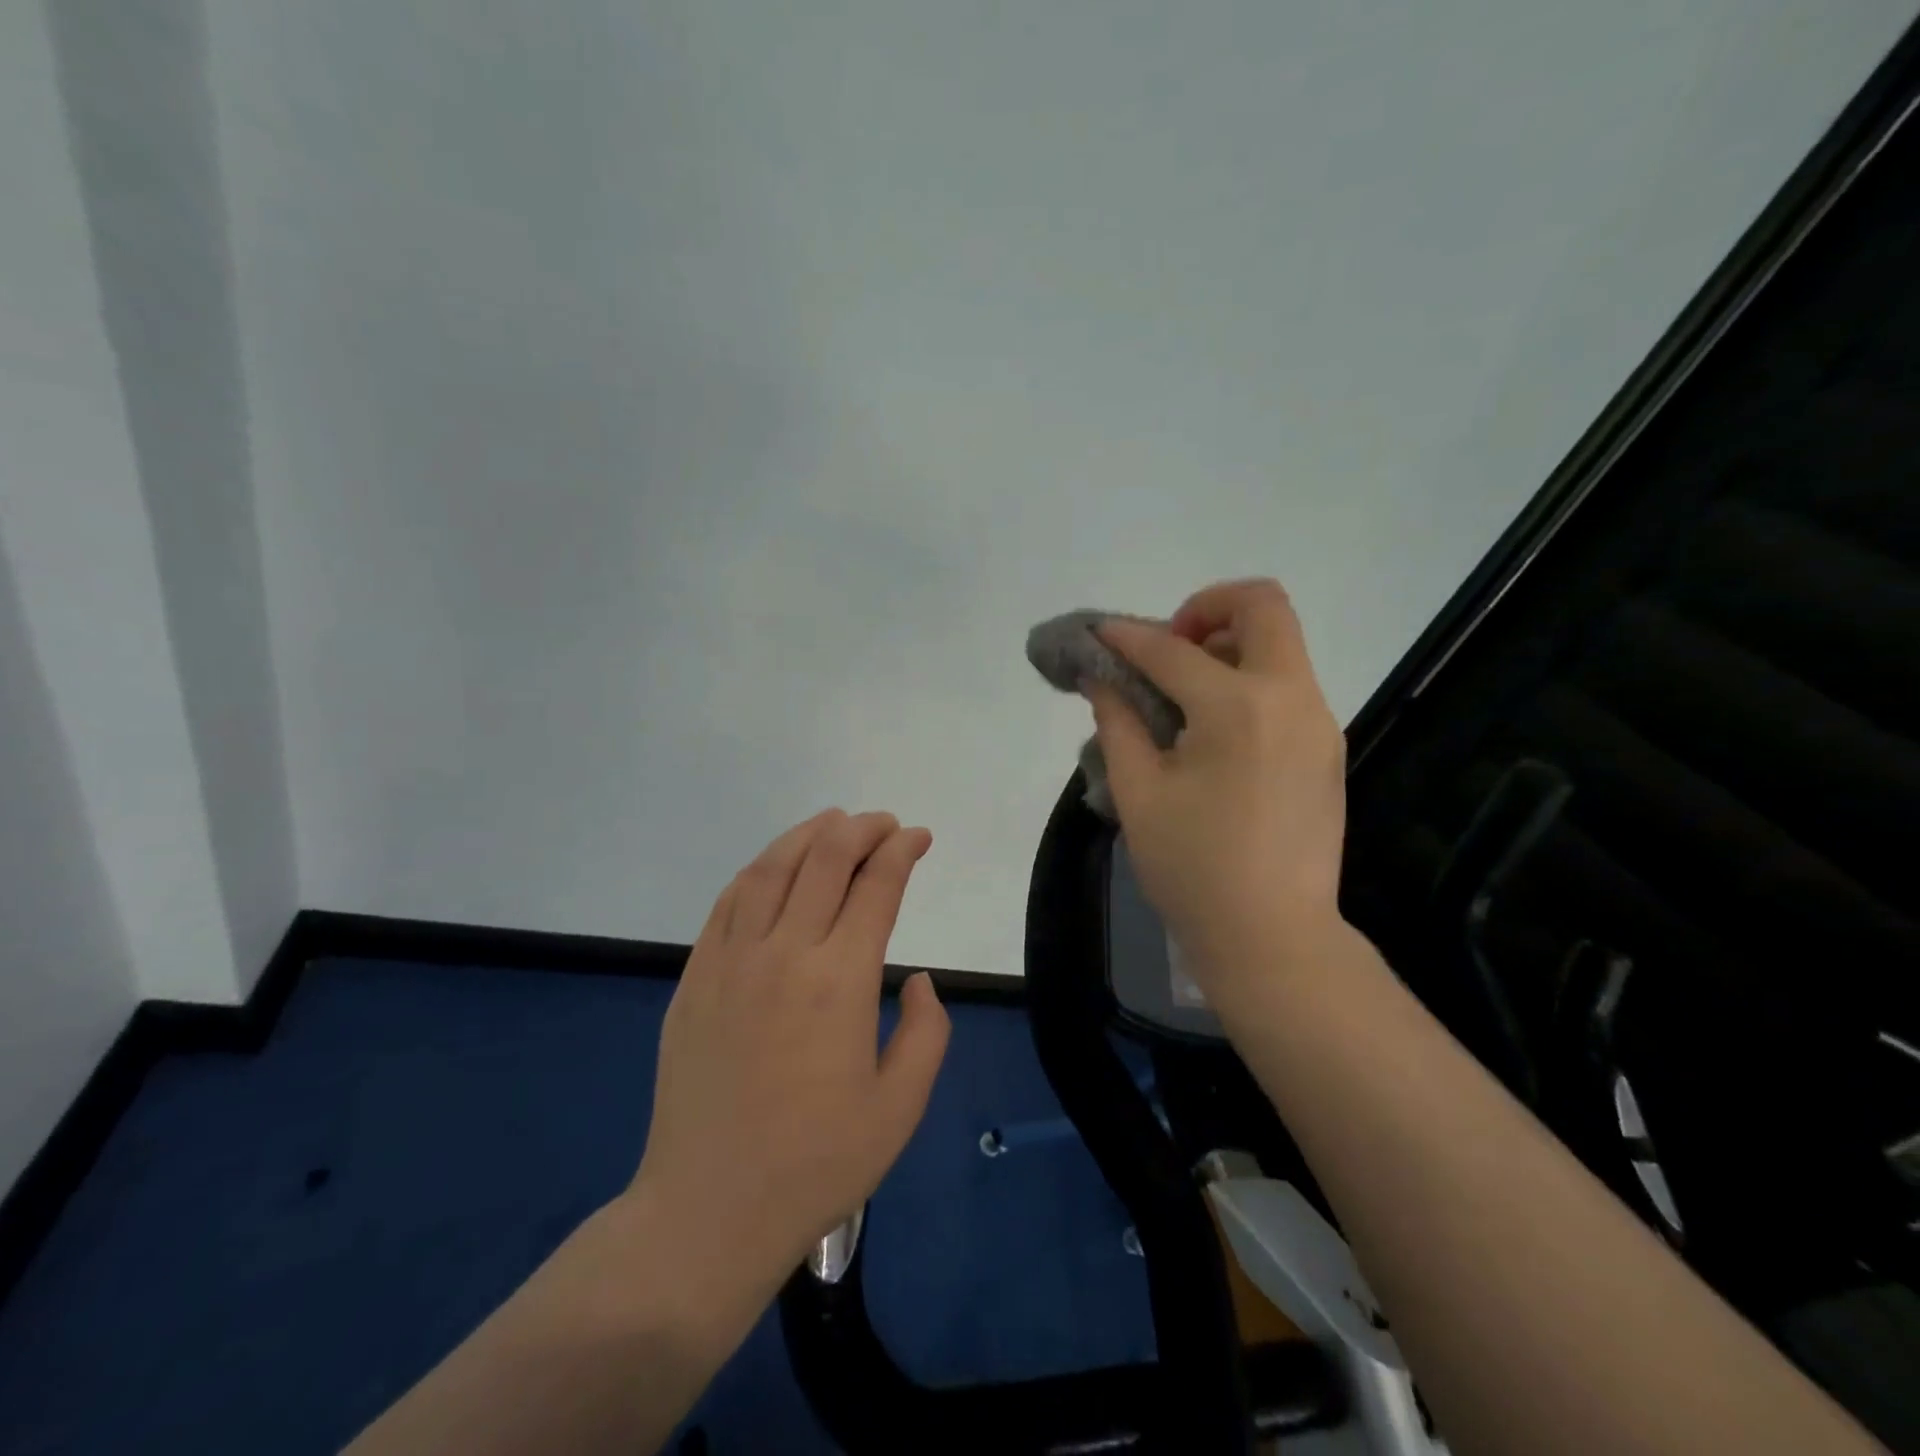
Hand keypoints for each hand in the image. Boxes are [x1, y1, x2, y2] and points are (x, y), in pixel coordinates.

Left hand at [627, 810, 948, 1320]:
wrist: (708, 1212)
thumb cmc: (816, 1164)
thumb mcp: (900, 1107)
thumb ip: (927, 1032)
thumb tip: (920, 981)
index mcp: (841, 981)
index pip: (876, 886)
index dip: (902, 851)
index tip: (919, 837)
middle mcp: (784, 953)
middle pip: (824, 860)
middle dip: (861, 829)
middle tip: (884, 824)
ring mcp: (731, 961)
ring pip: (771, 869)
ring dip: (807, 835)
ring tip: (834, 823)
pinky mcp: (694, 978)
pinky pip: (728, 902)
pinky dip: (758, 870)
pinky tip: (775, 866)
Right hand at [1089, 579, 1347, 1008]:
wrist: (1273, 937)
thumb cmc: (1193, 868)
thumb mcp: (1138, 793)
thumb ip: (1117, 722)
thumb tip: (1101, 679)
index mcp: (1238, 708)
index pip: (1172, 650)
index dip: (1127, 637)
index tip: (1098, 633)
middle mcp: (1291, 697)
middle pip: (1263, 605)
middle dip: (1207, 607)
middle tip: (1168, 647)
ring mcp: (1318, 721)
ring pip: (1281, 643)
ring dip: (1229, 643)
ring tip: (1184, 689)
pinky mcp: (1327, 747)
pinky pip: (1287, 684)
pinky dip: (1247, 679)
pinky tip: (1213, 727)